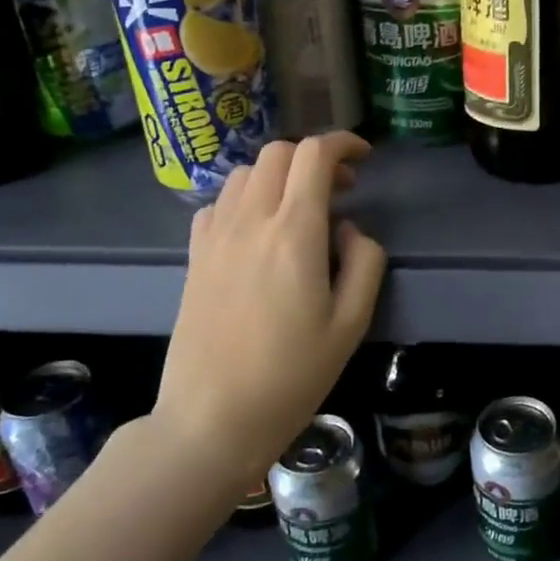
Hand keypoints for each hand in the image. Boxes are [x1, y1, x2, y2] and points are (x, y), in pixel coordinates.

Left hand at [152, 133, 386, 480]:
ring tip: (301, 208)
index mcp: (293, 232)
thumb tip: (349, 229)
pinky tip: (259, 230)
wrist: (212, 417)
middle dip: (314, 157)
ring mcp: (215, 236)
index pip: (314, 155)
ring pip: (246, 173)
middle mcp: (250, 221)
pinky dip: (246, 198)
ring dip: (279, 175)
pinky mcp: (195, 256)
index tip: (364, 158)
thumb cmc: (291, 375)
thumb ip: (364, 263)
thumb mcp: (351, 324)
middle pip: (278, 153)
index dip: (343, 143)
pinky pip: (219, 203)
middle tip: (340, 189)